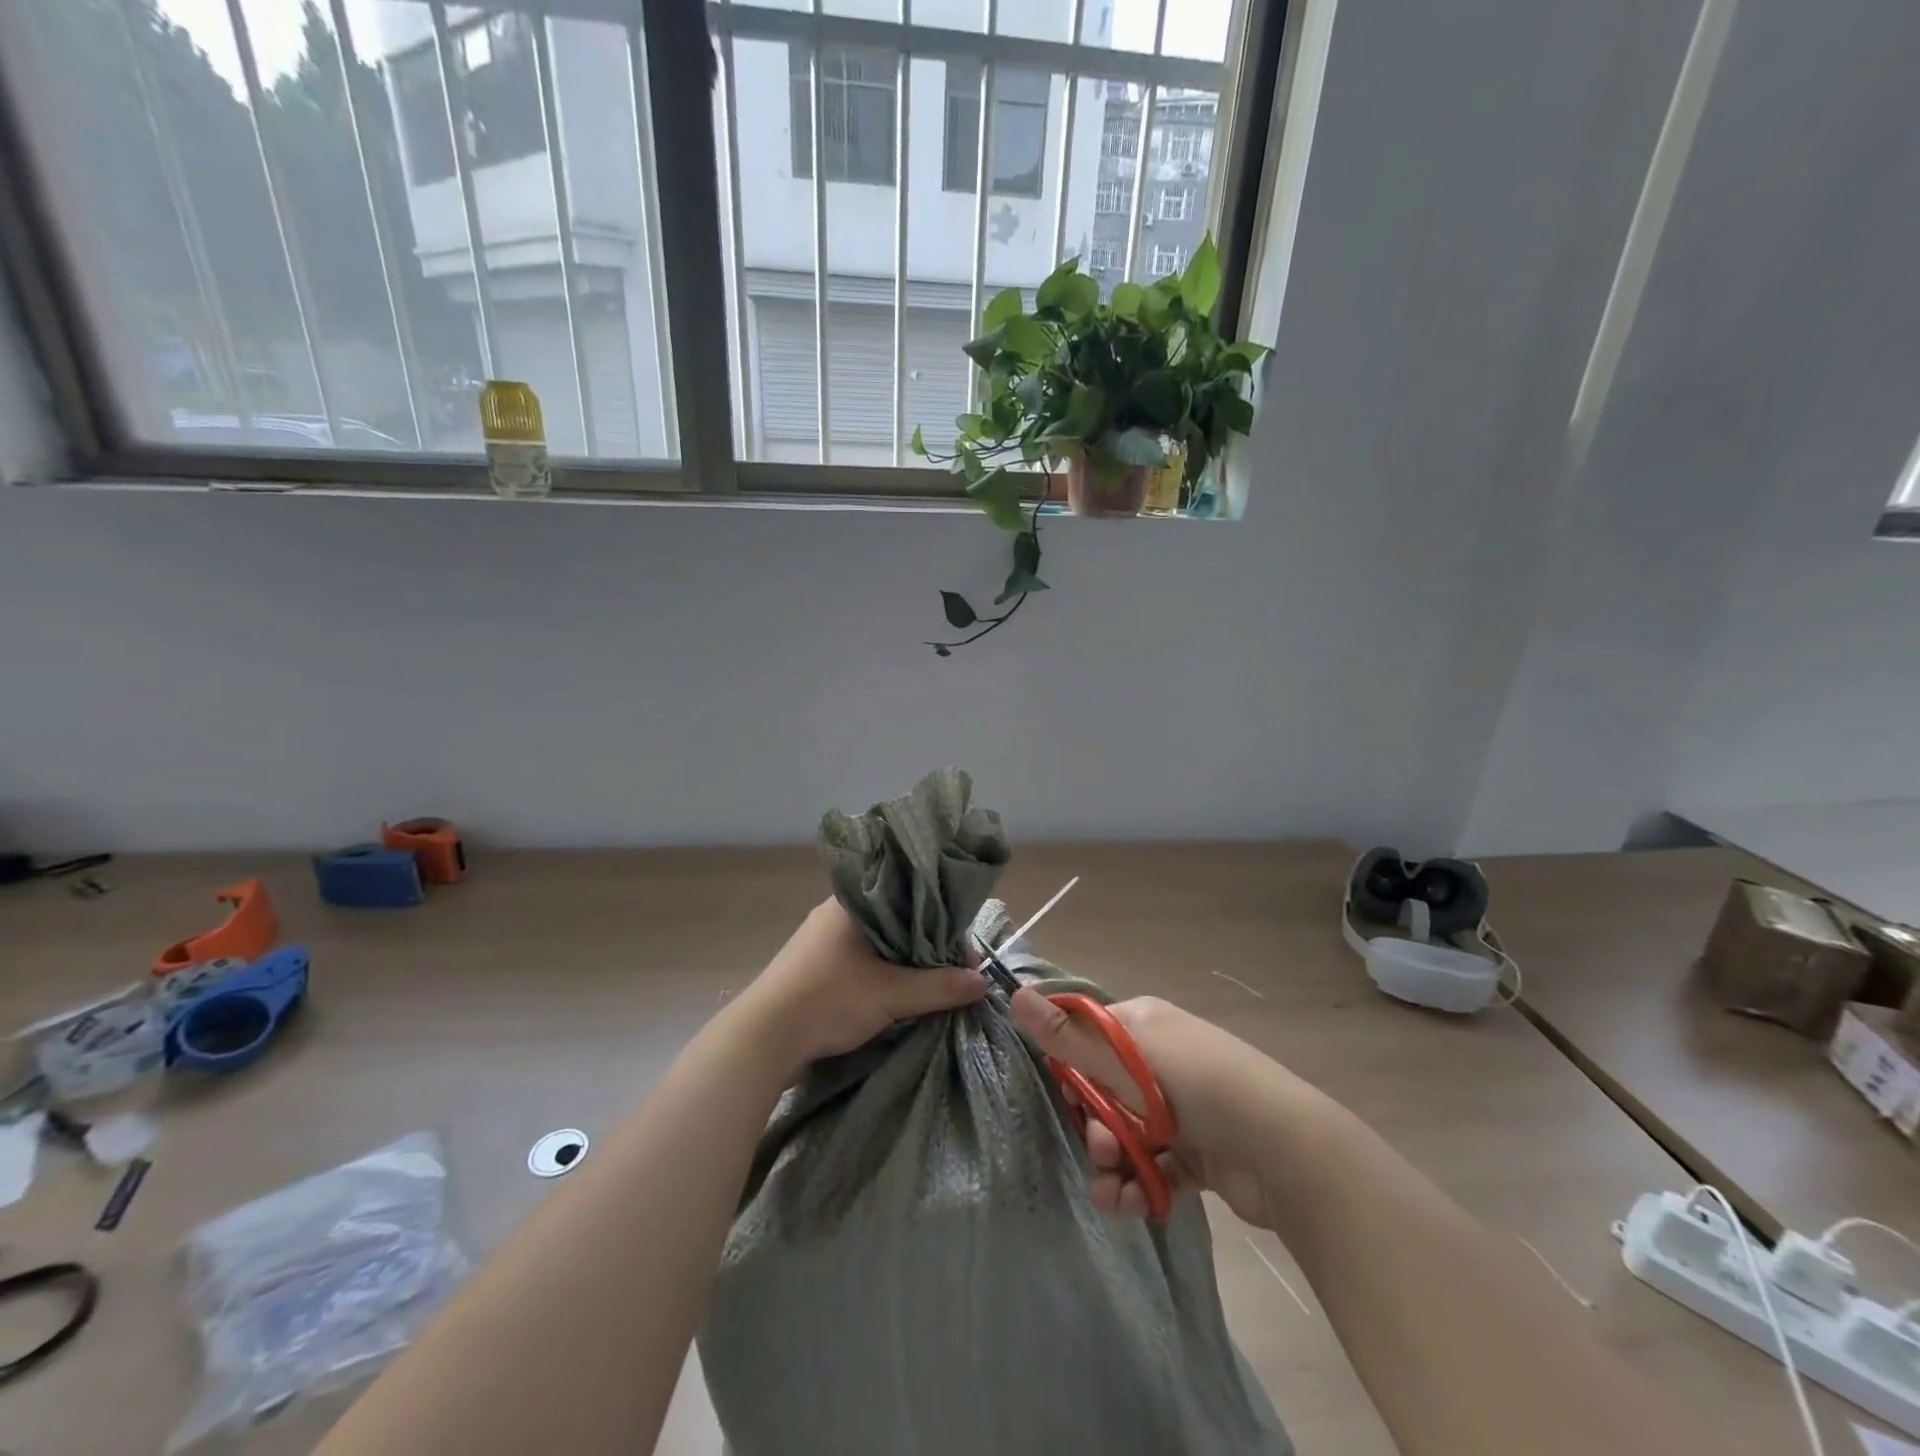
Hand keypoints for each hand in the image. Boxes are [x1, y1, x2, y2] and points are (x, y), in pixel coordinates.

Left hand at [734, 899, 986, 1076]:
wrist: (761, 1039)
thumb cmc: (828, 1000)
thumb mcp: (890, 994)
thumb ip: (939, 987)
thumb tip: (983, 981)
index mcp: (853, 901)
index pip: (910, 897)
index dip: (942, 923)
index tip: (962, 954)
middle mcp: (837, 912)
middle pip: (897, 921)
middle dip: (926, 946)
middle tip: (952, 973)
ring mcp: (822, 940)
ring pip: (879, 943)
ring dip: (904, 962)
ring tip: (932, 985)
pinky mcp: (815, 966)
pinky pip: (862, 960)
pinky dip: (883, 973)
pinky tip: (898, 992)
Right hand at [1010, 989, 1295, 1229]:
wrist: (1284, 1149)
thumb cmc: (1197, 1085)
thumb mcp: (1126, 1058)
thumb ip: (1068, 1036)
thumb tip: (1015, 992)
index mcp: (1143, 1026)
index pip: (1088, 1037)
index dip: (1069, 1067)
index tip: (1063, 1094)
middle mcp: (1160, 1061)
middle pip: (1102, 1091)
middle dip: (1092, 1123)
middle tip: (1099, 1145)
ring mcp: (1181, 1109)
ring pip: (1125, 1134)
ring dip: (1111, 1161)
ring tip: (1112, 1185)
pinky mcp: (1197, 1154)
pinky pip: (1153, 1166)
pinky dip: (1137, 1185)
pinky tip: (1128, 1204)